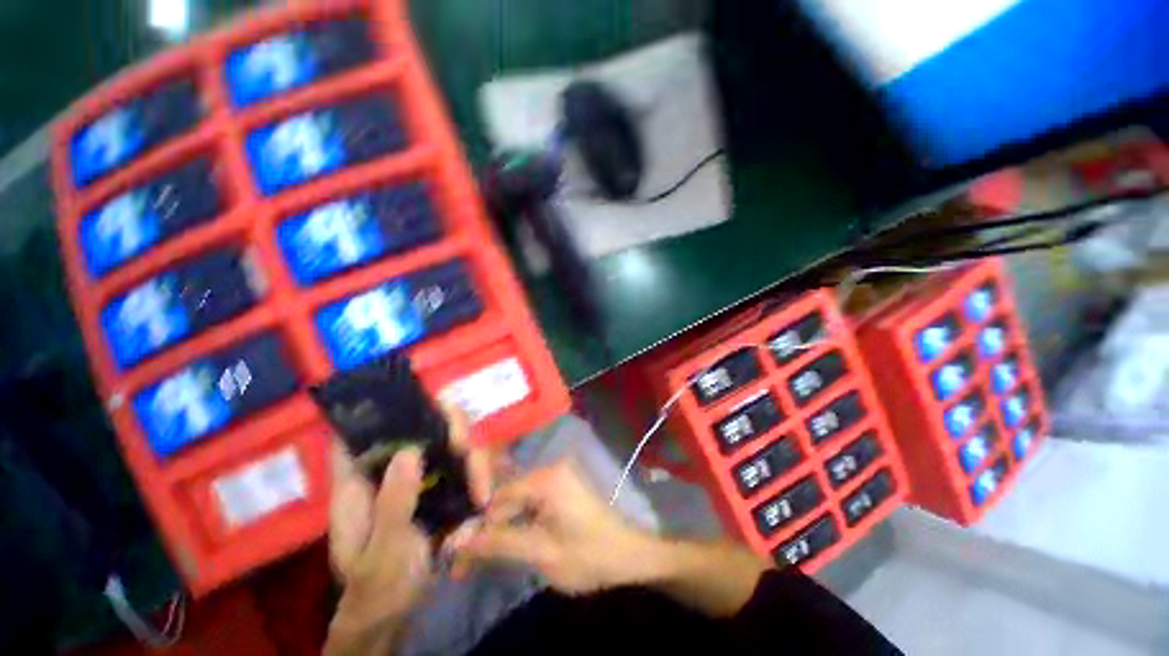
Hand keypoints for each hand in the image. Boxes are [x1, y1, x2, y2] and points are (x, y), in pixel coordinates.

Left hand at [326, 406, 495, 653]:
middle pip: (422, 428)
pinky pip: (465, 467)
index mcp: (360, 482)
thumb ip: (393, 503)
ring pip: (452, 446)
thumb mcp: (381, 551)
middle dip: (451, 430)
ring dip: (473, 461)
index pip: (360, 435)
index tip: (415, 399)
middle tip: (465, 448)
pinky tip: (485, 496)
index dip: (380, 411)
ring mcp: (420, 477)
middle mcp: (392, 470)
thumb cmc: (377, 585)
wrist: (396, 611)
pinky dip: (479, 476)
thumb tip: (410, 451)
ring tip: (483, 493)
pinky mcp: (442, 488)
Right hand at [453, 461, 659, 594]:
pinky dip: (517, 523)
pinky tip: (506, 542)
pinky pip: (530, 502)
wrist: (628, 555)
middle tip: (464, 564)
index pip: (498, 497)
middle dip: (486, 530)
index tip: (456, 556)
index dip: (476, 526)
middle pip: (506, 497)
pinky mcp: (561, 487)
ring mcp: (557, 477)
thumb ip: (499, 544)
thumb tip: (457, 542)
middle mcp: (549, 469)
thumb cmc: (588, 555)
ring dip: (500, 529)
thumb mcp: (541, 553)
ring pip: (516, 501)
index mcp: (546, 478)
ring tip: (481, 558)